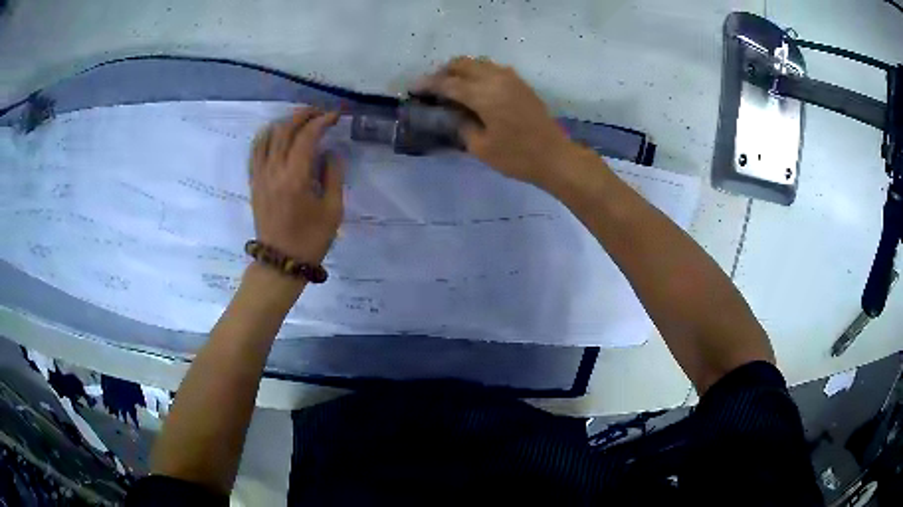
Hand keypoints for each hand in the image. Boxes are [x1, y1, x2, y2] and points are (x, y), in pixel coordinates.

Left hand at [249, 108, 342, 264]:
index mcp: (295, 178)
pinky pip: (255, 151)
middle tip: (319, 112)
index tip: (335, 116)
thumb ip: (333, 175)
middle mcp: (274, 171)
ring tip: (300, 120)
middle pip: (285, 130)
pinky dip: (266, 136)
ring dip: (284, 122)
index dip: (322, 121)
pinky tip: (275, 133)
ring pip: (267, 136)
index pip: (306, 136)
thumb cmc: (311, 239)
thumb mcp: (333, 210)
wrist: (281, 262)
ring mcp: (260, 176)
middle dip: (303, 115)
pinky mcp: (254, 183)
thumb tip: (330, 152)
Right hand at [414, 57, 577, 187]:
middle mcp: (495, 79)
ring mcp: (511, 78)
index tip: (413, 89)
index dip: (428, 85)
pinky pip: (492, 68)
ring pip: (478, 62)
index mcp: (483, 95)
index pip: (448, 83)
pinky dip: (478, 72)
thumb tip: (451, 113)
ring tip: (451, 86)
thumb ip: (462, 125)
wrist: (555, 156)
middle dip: (443, 72)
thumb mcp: (481, 147)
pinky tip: (474, 88)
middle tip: (432, 87)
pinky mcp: (520, 83)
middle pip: (462, 64)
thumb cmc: (517, 157)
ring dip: (461, 70)